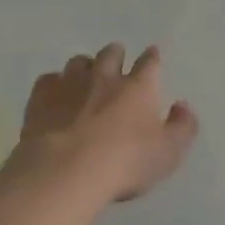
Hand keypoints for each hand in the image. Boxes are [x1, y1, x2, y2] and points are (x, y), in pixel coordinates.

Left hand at [13, 45, 198, 203]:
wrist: (66, 170)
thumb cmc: (125, 163)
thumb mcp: (168, 153)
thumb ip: (182, 128)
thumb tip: (182, 106)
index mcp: (138, 87)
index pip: (149, 63)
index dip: (152, 58)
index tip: (152, 55)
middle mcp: (105, 77)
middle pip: (111, 53)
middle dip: (116, 54)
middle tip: (117, 61)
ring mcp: (70, 84)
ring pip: (79, 62)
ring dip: (85, 66)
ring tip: (86, 76)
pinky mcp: (41, 96)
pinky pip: (49, 79)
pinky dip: (55, 83)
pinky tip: (55, 94)